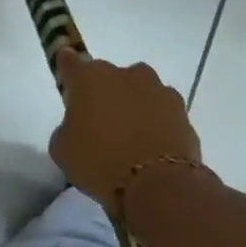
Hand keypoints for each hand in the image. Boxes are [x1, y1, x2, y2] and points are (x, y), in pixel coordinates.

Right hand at [50, 50, 203, 203]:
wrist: (159, 184)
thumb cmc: (101, 163)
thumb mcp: (63, 152)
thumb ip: (66, 129)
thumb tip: (78, 126)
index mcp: (90, 77)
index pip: (71, 62)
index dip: (66, 67)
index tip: (66, 77)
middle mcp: (125, 74)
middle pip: (108, 78)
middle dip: (103, 95)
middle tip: (99, 125)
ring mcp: (158, 89)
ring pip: (138, 92)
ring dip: (132, 106)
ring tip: (129, 140)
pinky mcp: (181, 110)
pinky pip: (160, 112)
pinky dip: (155, 124)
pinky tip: (151, 148)